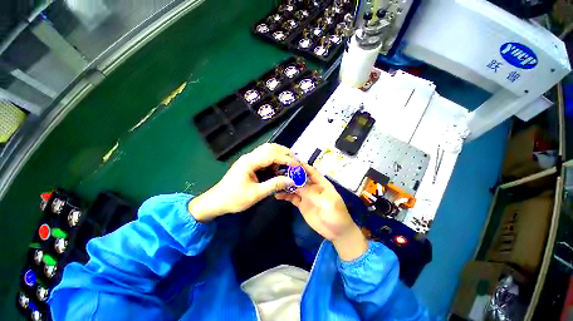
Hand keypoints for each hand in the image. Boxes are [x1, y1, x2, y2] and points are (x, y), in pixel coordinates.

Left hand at [188, 143, 298, 220]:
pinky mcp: (249, 164)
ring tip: (290, 164)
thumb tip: (291, 180)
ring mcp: (249, 159)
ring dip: (280, 156)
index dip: (287, 159)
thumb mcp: (256, 194)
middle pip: (270, 147)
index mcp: (250, 162)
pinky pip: (265, 158)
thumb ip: (274, 185)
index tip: (298, 165)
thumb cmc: (234, 199)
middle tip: (296, 162)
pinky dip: (274, 161)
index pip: (272, 155)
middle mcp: (250, 156)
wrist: (216, 202)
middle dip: (285, 153)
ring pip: (268, 151)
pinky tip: (278, 169)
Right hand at [275, 164, 366, 260]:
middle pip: (300, 178)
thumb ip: (313, 193)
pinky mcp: (301, 204)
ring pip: (294, 187)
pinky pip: (292, 198)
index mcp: (321, 184)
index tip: (290, 162)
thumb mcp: (328, 203)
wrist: (337, 233)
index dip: (302, 166)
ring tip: (275, 183)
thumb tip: (298, 184)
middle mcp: (312, 187)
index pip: (311, 172)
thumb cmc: (337, 215)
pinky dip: (285, 195)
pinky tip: (277, 195)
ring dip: (286, 184)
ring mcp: (306, 196)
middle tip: (278, 172)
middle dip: (290, 174)